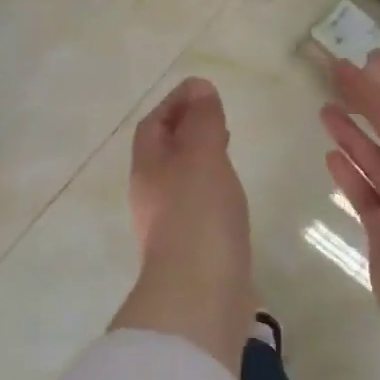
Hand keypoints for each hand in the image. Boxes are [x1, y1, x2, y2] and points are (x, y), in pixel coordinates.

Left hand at [115, 77, 253, 371]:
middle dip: (186, 129)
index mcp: (148, 167)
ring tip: (226, 148)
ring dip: (199, 158)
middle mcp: (152, 194)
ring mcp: (169, 223)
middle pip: (164, 152)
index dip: (174, 103)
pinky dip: (211, 187)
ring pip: (181, 178)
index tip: (201, 89)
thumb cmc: (198, 213)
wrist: (200, 291)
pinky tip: (231, 192)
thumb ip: (201, 120)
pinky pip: (197, 204)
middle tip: (215, 116)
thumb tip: (199, 88)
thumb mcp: (201, 154)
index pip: (153, 125)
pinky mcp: (191, 247)